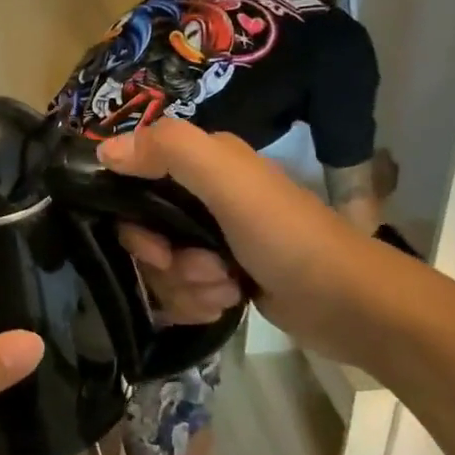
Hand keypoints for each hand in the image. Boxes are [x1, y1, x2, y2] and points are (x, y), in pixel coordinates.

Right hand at [98, 119, 365, 358]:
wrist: (350, 304)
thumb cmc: (287, 235)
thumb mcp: (229, 182)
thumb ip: (170, 151)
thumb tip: (103, 150)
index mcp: (202, 162)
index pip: (132, 179)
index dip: (131, 217)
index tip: (153, 245)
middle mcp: (201, 195)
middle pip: (142, 231)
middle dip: (165, 261)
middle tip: (202, 268)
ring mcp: (210, 239)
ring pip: (160, 267)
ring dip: (186, 287)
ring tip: (226, 288)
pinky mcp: (220, 276)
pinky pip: (179, 291)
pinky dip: (197, 302)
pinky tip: (228, 302)